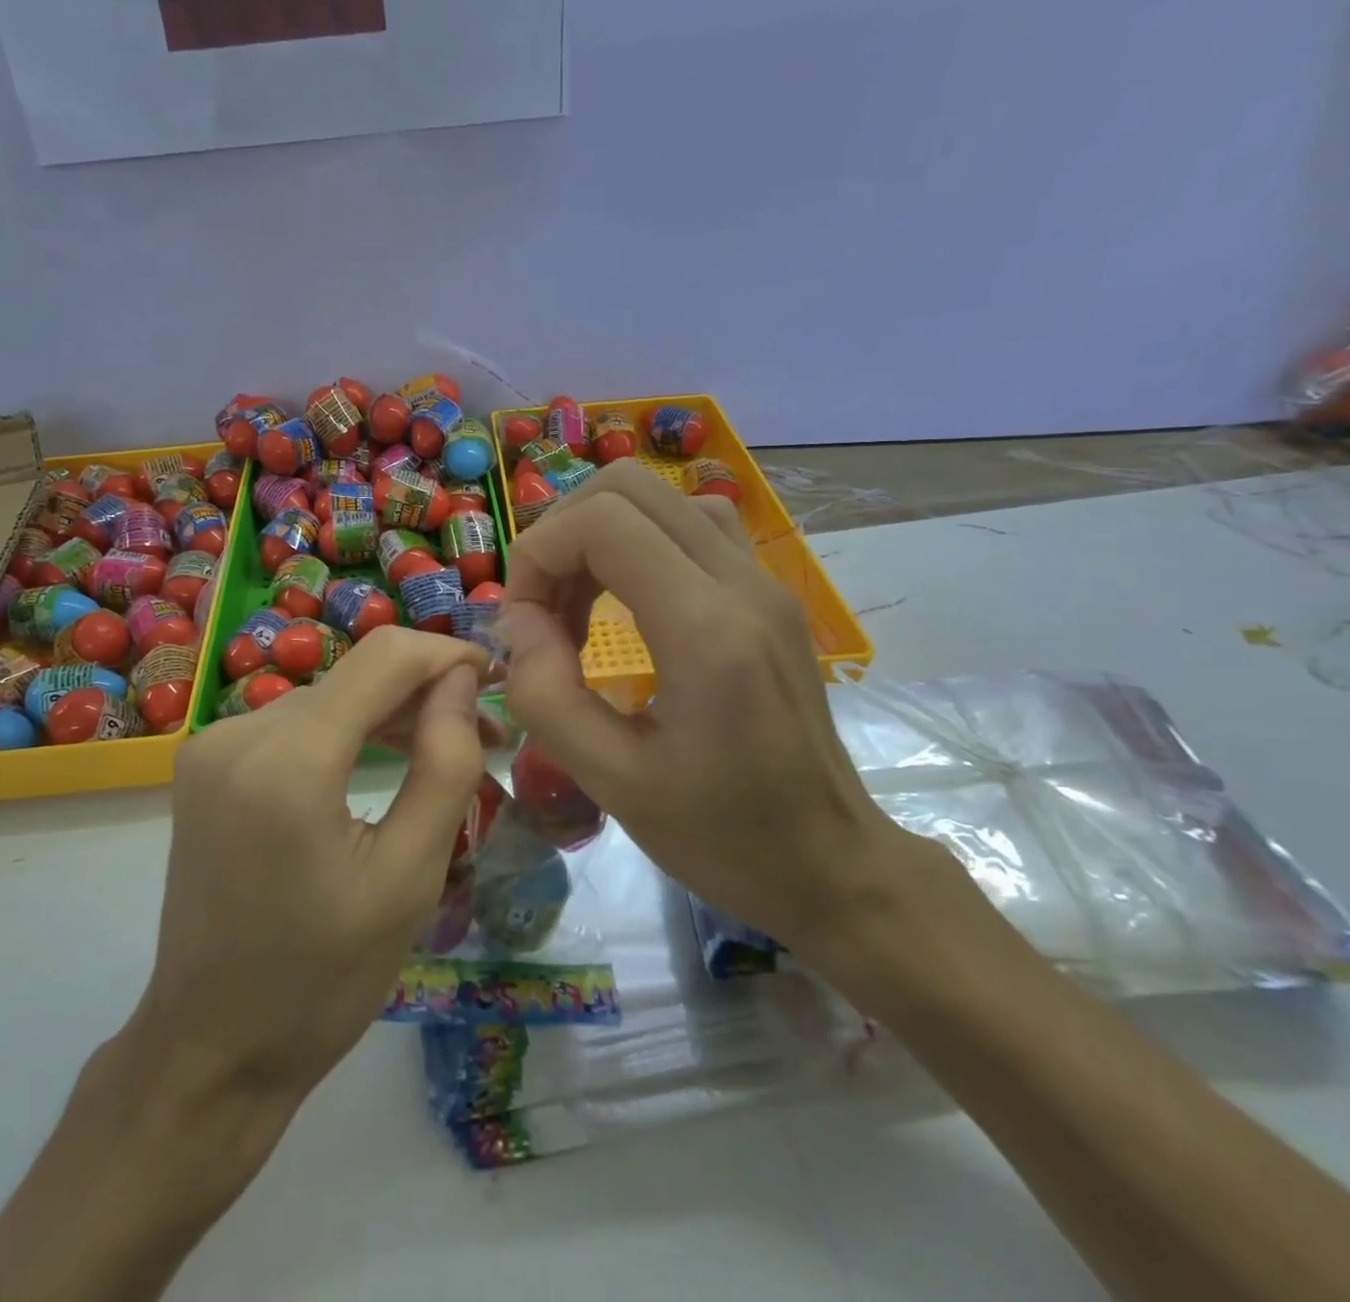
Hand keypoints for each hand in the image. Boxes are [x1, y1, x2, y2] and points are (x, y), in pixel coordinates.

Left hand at [139, 627, 491, 1107]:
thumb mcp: (409, 878)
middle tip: (484, 738)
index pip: (384, 657)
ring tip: (442, 751)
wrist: (211, 1048)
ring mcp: (214, 745)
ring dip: (387, 715)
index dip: (447, 655)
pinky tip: (378, 761)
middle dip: (425, 694)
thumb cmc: (322, 979)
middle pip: (356, 676)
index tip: (495, 681)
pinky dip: (346, 733)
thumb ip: (444, 765)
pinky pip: (296, 724)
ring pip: (329, 697)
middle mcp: (238, 733)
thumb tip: (461, 681)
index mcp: (287, 762)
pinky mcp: (208, 763)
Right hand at [497, 460, 911, 956]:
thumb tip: (517, 621)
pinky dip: (641, 542)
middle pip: (629, 486)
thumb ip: (547, 694)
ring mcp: (765, 582)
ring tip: (578, 607)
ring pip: (663, 497)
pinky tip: (627, 603)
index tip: (522, 622)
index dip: (539, 553)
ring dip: (601, 534)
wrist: (831, 863)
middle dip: (563, 534)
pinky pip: (694, 526)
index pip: (603, 522)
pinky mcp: (771, 594)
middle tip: (543, 608)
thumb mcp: (613, 783)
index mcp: (707, 630)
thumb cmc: (722, 837)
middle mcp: (743, 584)